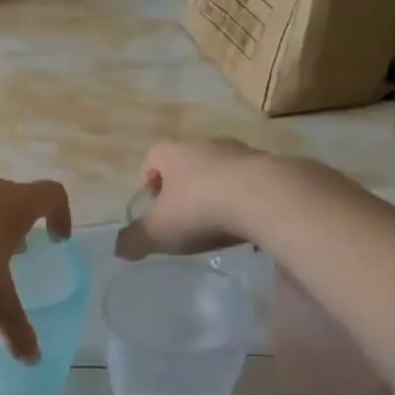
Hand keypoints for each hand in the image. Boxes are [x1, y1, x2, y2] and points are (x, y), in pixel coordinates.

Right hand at [115, 138, 258, 260]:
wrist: (268, 199)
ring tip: (217, 222)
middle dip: (184, 185)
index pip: (153, 156)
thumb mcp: (158, 232)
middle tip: (182, 214)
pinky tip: (247, 225)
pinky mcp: (276, 168)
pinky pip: (253, 183)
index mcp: (175, 153)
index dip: (149, 177)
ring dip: (217, 190)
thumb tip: (119, 249)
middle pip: (190, 160)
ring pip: (223, 170)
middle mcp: (208, 145)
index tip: (152, 201)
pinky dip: (246, 200)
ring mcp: (244, 153)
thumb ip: (135, 240)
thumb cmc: (200, 209)